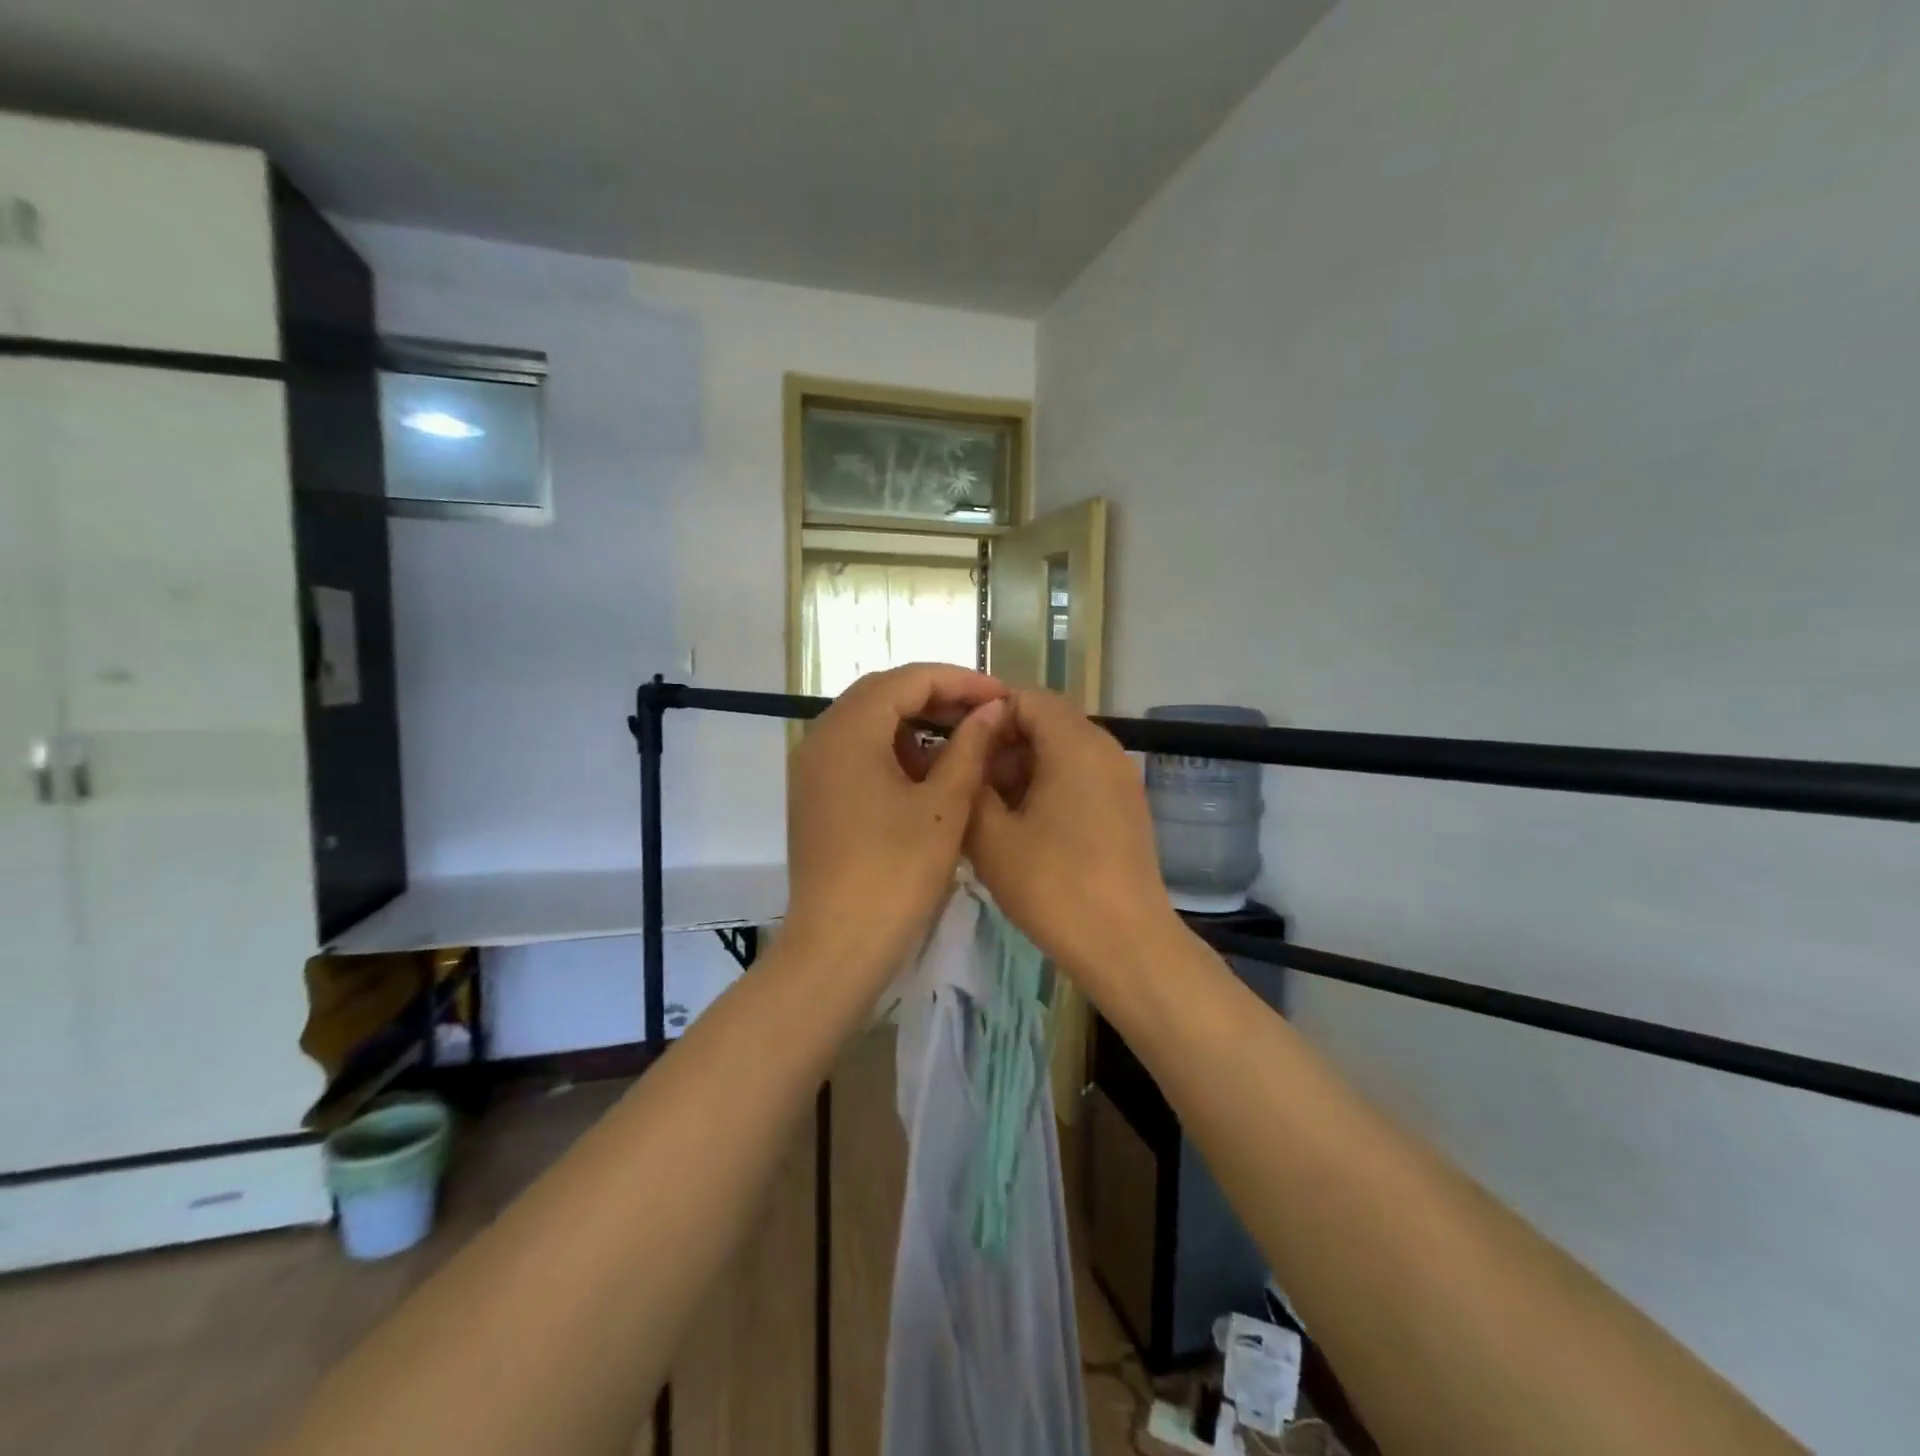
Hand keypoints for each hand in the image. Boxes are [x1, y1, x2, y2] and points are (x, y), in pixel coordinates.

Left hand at [784, 664, 1007, 989]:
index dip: (960, 681)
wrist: (838, 947)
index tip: (1002, 695)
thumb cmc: (896, 874)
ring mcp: (812, 768)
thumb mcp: (944, 807)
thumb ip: (969, 748)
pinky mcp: (815, 795)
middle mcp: (821, 737)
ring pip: (869, 723)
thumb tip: (992, 710)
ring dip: (916, 723)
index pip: (908, 679)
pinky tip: (929, 772)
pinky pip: (857, 753)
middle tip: (985, 713)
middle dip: (938, 697)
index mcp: (849, 730)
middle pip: (884, 694)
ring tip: (964, 740)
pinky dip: (894, 751)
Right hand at [966, 689, 1181, 995]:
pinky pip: (1079, 775)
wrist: (1126, 944)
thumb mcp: (991, 836)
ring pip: (1061, 749)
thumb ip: (969, 782)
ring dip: (1021, 766)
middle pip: (1045, 721)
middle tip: (965, 779)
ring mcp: (1119, 778)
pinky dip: (1046, 785)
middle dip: (1001, 743)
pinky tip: (1021, 825)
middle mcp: (1104, 748)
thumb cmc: (1053, 886)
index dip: (984, 713)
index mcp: (1074, 743)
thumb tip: (962, 754)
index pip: (1025, 697)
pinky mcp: (1125, 805)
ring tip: (987, 807)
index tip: (953, 743)